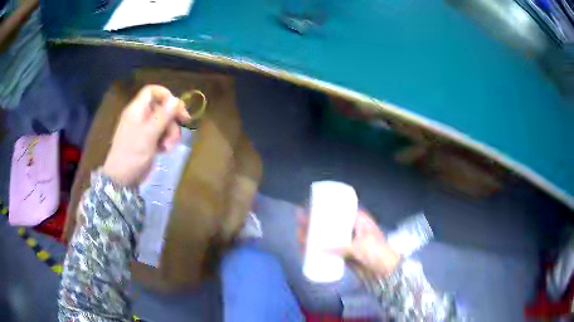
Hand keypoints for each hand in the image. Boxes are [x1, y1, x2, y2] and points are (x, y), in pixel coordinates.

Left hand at [103, 85, 190, 186]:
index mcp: (137, 110)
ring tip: (168, 147)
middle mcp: (140, 116)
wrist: (122, 179)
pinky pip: (161, 134)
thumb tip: (176, 99)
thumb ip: (163, 116)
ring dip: (170, 133)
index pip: (151, 91)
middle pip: (161, 108)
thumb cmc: (132, 154)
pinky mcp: (147, 141)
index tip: (177, 107)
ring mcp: (144, 129)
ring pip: (164, 122)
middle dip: (171, 119)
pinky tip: (164, 150)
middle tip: (180, 129)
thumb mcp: (149, 134)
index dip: (165, 95)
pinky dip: (165, 140)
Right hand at [297, 209, 400, 276]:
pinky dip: (319, 249)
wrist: (386, 270)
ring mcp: (347, 240)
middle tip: (300, 224)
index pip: (339, 209)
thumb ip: (341, 247)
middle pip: (330, 222)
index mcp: (359, 219)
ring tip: (300, 237)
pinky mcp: (344, 252)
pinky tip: (308, 249)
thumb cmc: (377, 252)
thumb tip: (318, 248)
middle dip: (315, 222)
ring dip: (314, 235)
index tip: (309, 208)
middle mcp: (351, 227)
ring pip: (328, 235)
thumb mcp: (360, 246)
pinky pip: (329, 249)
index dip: (324, 208)